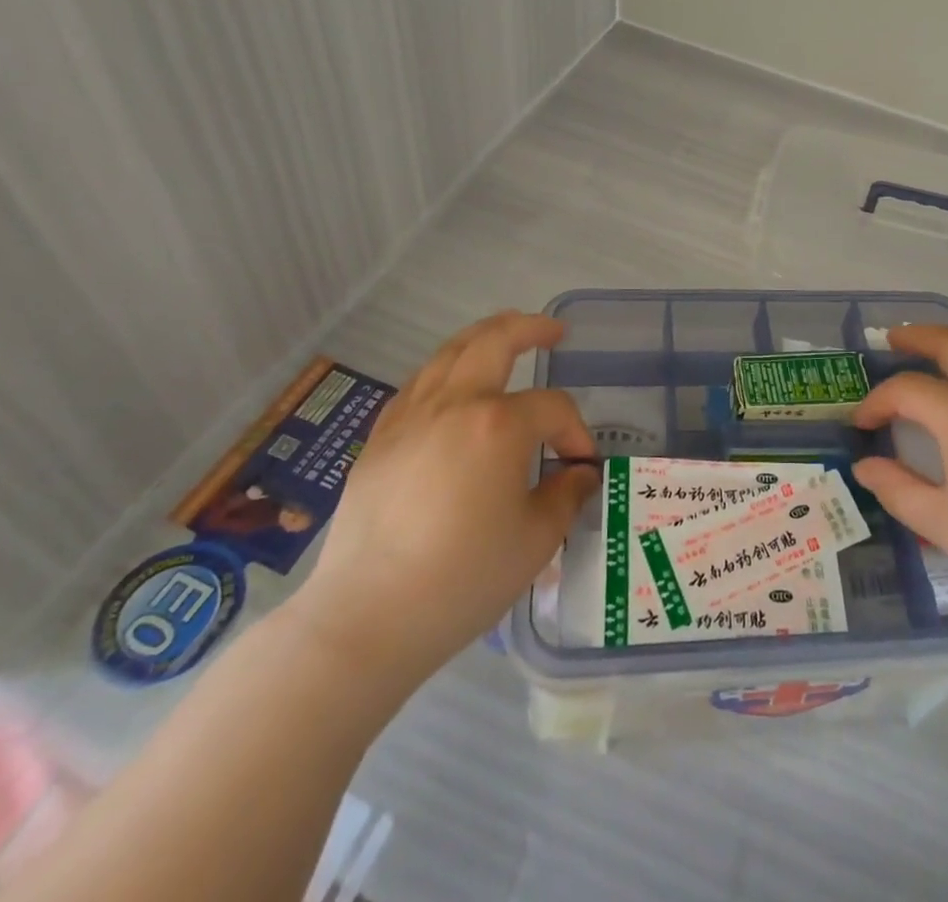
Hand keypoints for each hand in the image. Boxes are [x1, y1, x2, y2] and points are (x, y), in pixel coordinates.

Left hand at [288, 312, 597, 686]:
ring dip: (484, 336)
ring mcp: (410, 417)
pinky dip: (445, 369)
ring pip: (450, 353)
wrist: (365, 618)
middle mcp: (454, 404)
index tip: (582, 467)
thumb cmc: (462, 579)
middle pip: (495, 341)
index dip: (576, 431)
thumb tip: (579, 474)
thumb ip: (566, 496)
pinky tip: (451, 384)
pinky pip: (418, 383)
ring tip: (505, 334)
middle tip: (554, 331)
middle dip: (530, 328)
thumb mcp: (535, 541)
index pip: (553, 407)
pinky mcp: (380, 439)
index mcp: (498, 425)